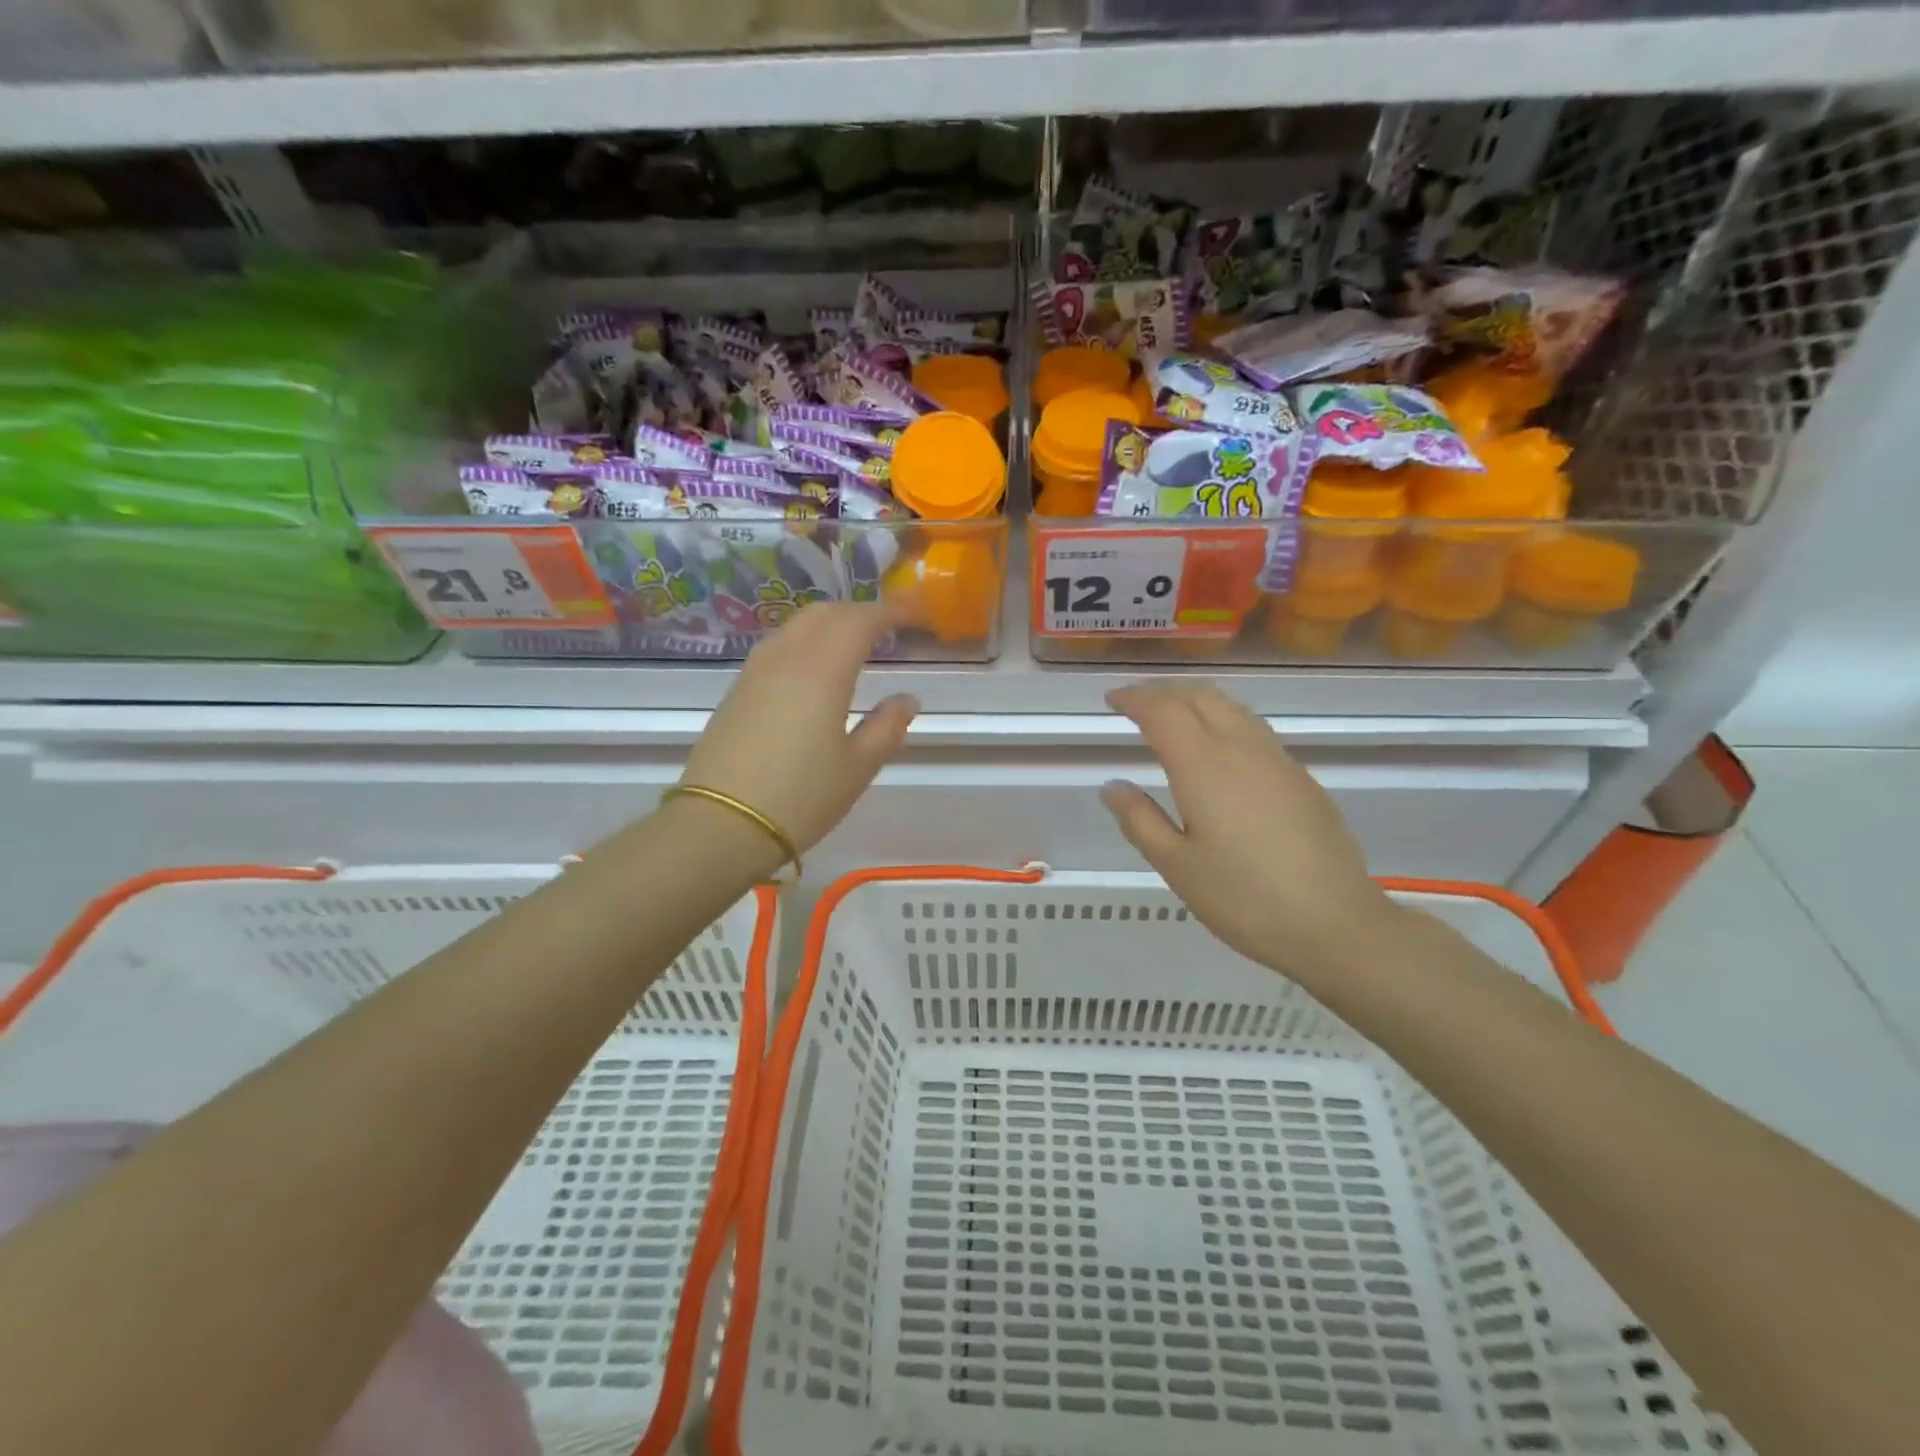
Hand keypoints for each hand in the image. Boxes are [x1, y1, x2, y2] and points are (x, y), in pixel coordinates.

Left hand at [680, 602, 917, 855]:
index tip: (915, 612)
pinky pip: (778, 647)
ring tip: (853, 643)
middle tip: (888, 627)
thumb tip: (906, 699)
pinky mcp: (737, 691)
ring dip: (829, 623)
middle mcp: (787, 658)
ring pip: (796, 626)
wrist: (719, 826)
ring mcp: (755, 672)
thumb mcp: (857, 768)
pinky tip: (814, 669)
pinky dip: (805, 642)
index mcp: (822, 670)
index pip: (860, 620)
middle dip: (859, 612)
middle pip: (825, 613)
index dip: (891, 610)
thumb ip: (886, 727)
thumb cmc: (800, 797)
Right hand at [1100, 683, 1397, 980]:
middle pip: (1200, 697)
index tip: (1112, 700)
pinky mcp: (1301, 778)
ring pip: (1231, 708)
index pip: (1163, 711)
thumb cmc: (1244, 898)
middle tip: (1137, 704)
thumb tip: (1113, 786)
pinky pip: (1253, 729)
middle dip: (1164, 692)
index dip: (1135, 699)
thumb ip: (1140, 820)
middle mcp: (1241, 748)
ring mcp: (1277, 760)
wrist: (1335, 924)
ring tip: (1173, 717)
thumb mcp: (1177, 866)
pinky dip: (1223, 720)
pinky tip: (1218, 749)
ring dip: (1196, 701)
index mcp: (1203, 766)